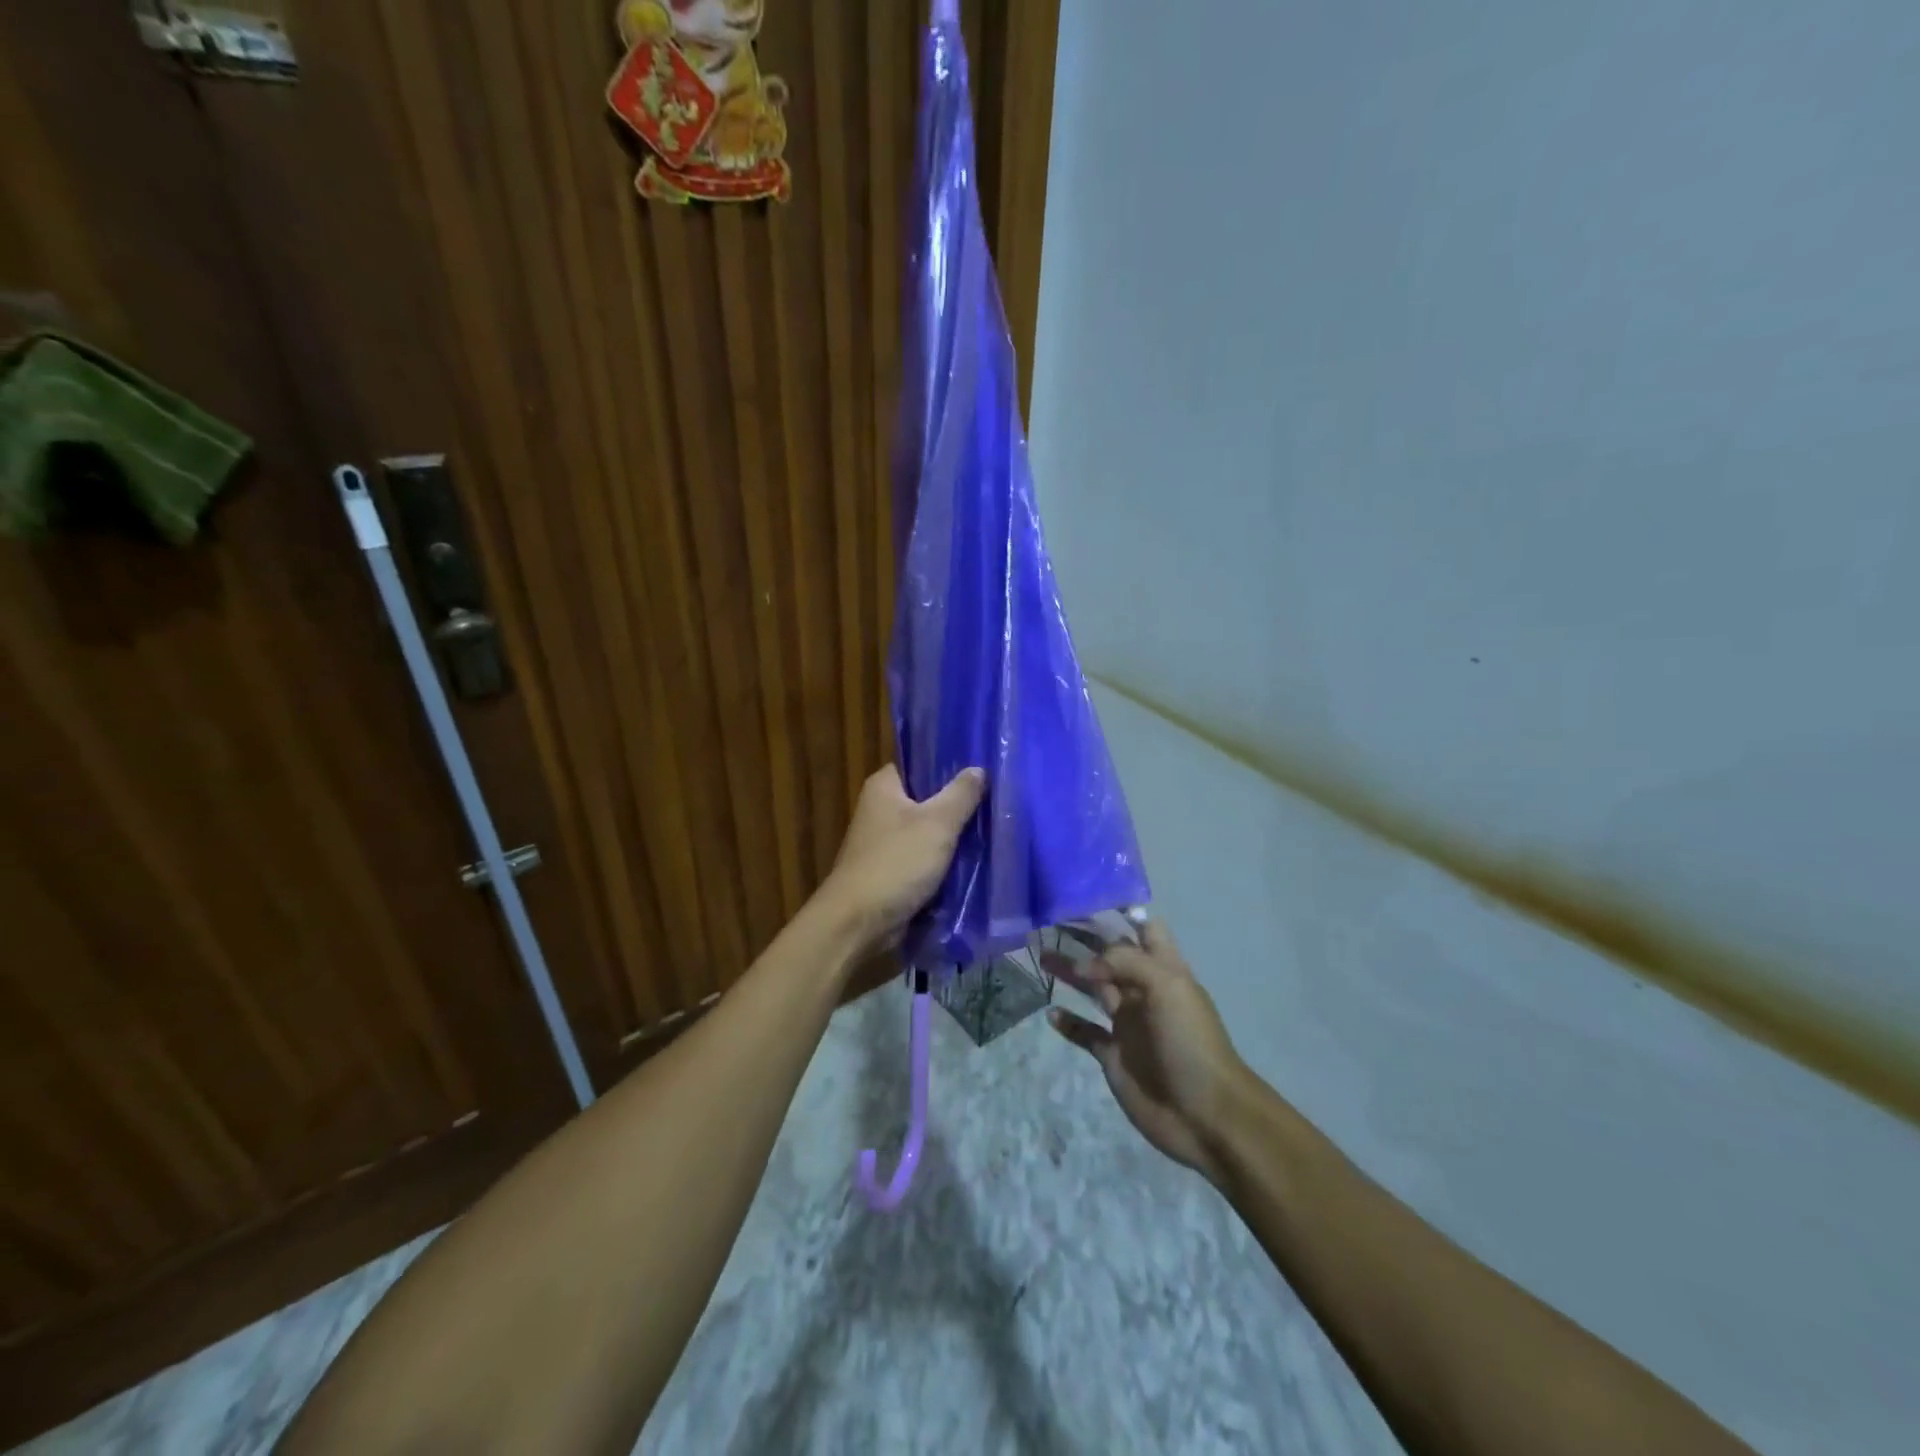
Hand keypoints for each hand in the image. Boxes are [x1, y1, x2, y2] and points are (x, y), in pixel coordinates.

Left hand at [822, 765, 985, 950]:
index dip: (950, 764)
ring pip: (930, 832)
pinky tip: (976, 861)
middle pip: (928, 799)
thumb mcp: (937, 823)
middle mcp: (881, 810)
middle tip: (997, 801)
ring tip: (994, 829)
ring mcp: (886, 843)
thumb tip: (978, 769)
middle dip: (959, 804)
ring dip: (955, 837)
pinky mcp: (893, 872)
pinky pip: (926, 860)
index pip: (920, 763)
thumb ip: (960, 794)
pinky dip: (945, 862)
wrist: (859, 924)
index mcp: (884, 787)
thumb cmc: (896, 863)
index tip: (983, 767)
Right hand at [1045, 920, 1244, 1183]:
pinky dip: (1068, 1022)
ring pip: (1093, 989)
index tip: (1088, 897)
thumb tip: (1082, 966)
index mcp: (1164, 970)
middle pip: (1111, 956)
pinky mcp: (1113, 1055)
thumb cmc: (1190, 1041)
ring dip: (1070, 973)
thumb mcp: (1166, 985)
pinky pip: (1085, 1032)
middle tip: (1048, 925)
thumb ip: (1124, 962)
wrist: (1205, 1114)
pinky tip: (1051, 1013)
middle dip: (1084, 939)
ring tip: (1042, 957)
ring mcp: (1128, 1024)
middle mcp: (1144, 991)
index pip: (1145, 930)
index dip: (1122, 913)